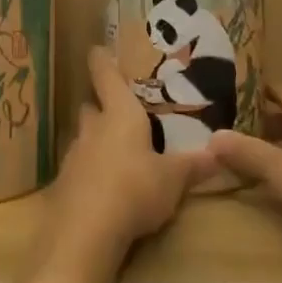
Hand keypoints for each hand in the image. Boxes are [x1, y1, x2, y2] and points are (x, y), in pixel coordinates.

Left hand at [42, 47, 213, 265]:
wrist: (85, 233)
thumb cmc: (135, 190)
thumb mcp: (173, 180)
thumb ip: (193, 165)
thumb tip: (219, 152)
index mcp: (120, 115)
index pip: (105, 75)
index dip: (102, 61)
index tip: (97, 49)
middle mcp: (92, 129)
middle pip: (91, 108)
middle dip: (101, 108)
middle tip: (118, 113)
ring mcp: (73, 157)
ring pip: (83, 139)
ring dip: (95, 142)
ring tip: (115, 154)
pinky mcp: (62, 186)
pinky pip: (77, 171)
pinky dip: (88, 174)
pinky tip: (101, 190)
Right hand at [209, 85, 281, 250]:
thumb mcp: (281, 171)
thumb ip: (246, 152)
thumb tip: (211, 136)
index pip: (278, 89)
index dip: (252, 93)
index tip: (226, 100)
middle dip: (261, 121)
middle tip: (231, 130)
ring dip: (278, 143)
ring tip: (249, 155)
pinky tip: (281, 179)